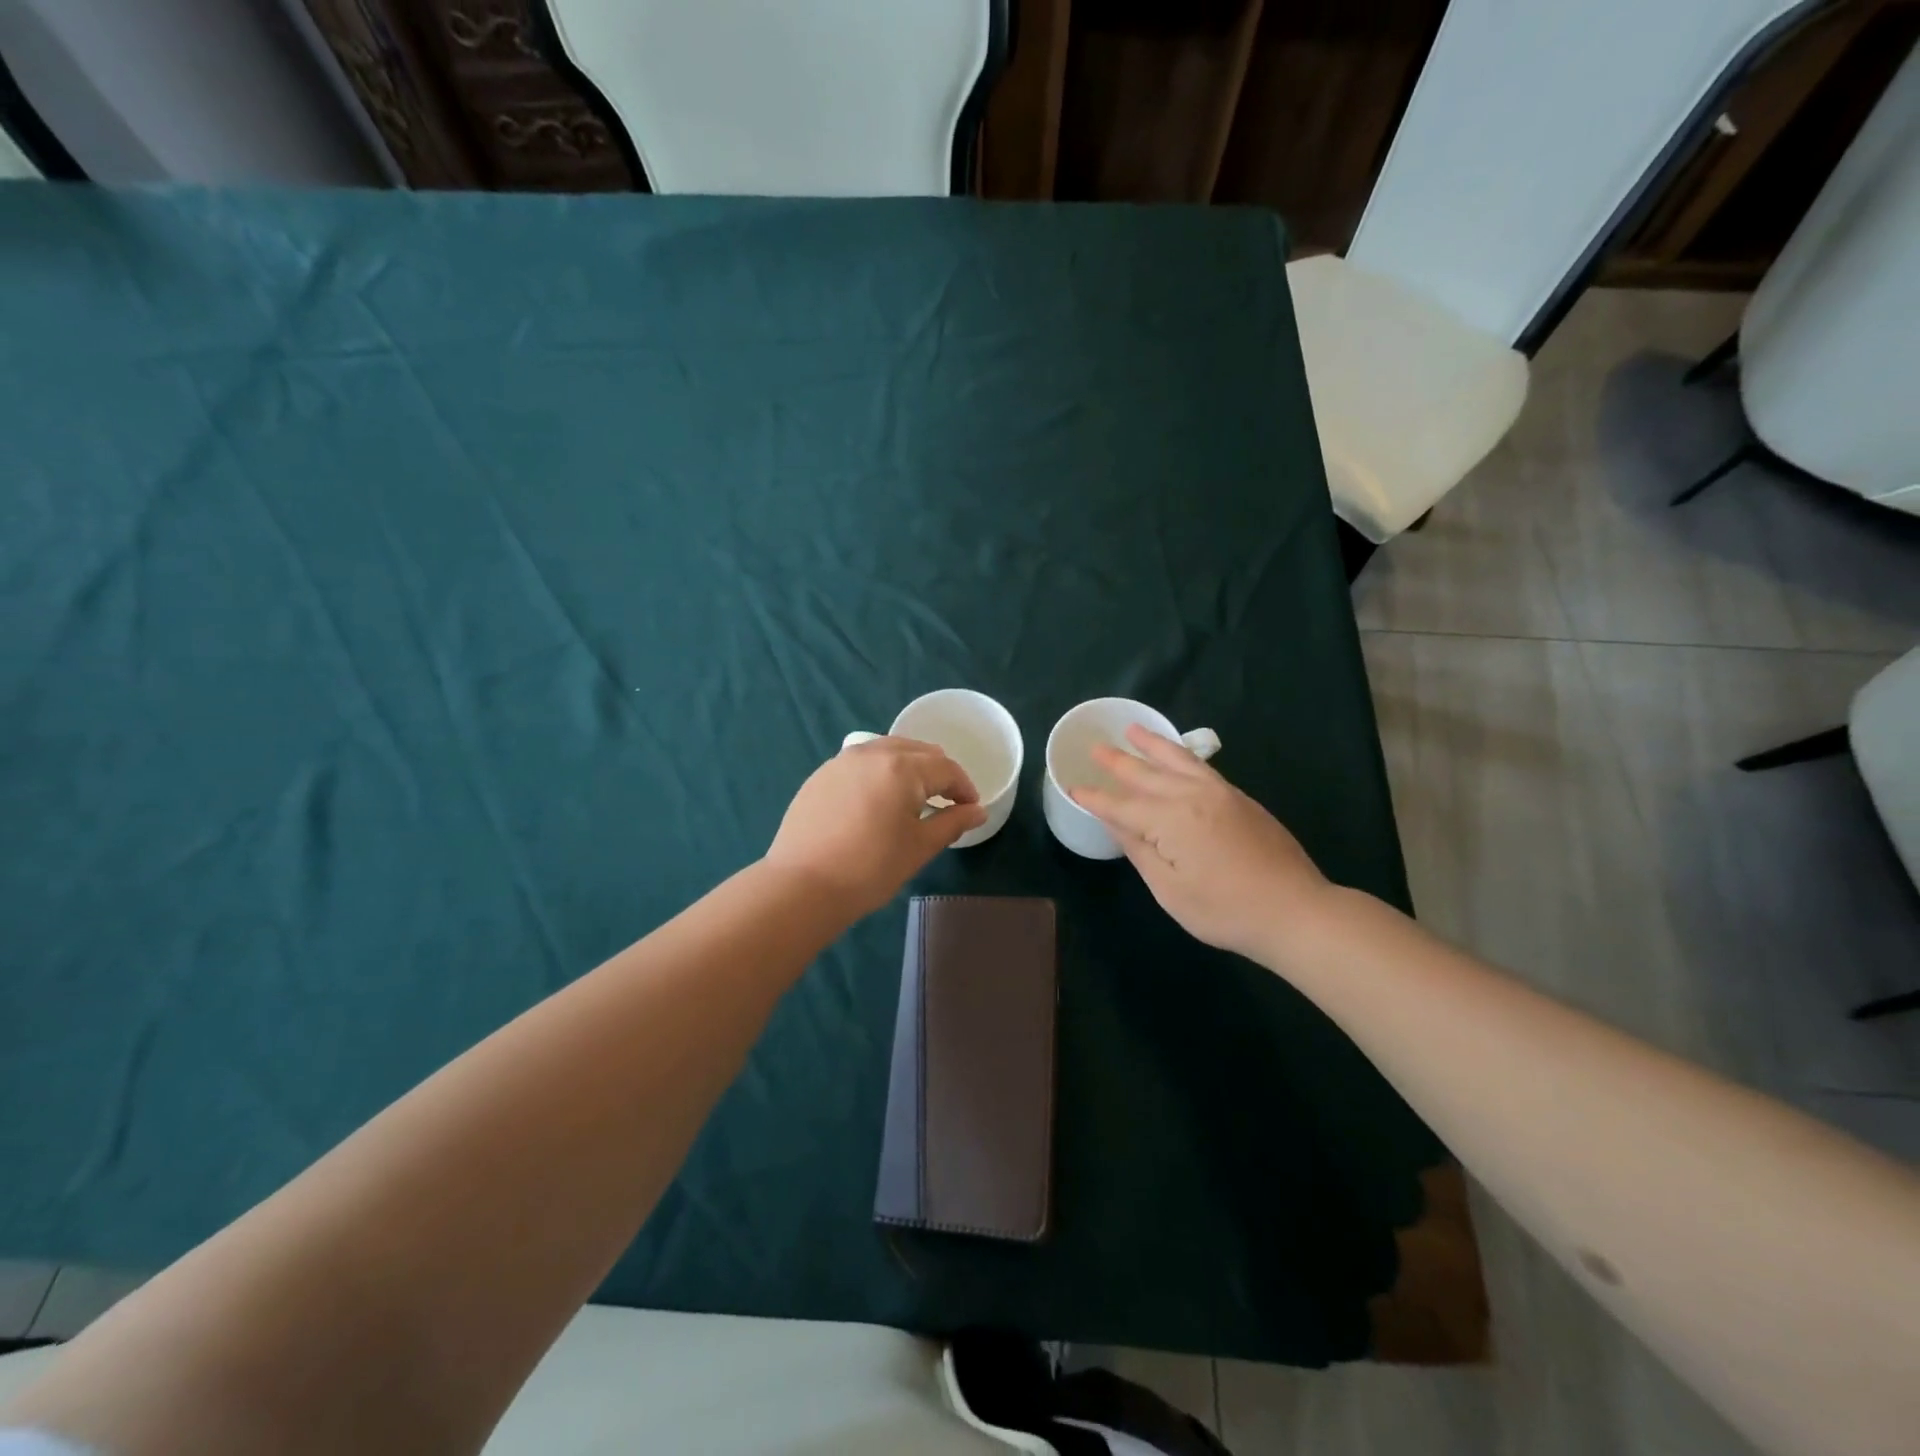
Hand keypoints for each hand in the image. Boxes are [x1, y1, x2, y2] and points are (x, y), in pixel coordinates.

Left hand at [766, 737, 987, 918]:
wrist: (802, 885)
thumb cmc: (870, 867)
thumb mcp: (920, 847)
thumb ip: (952, 823)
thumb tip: (977, 811)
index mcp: (903, 767)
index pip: (946, 768)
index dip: (964, 788)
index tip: (971, 809)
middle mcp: (873, 753)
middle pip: (917, 751)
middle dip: (938, 772)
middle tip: (947, 800)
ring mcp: (842, 761)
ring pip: (887, 751)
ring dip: (908, 767)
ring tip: (914, 796)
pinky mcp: (821, 775)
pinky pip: (861, 762)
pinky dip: (879, 772)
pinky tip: (877, 799)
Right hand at [1070, 725, 1329, 962]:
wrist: (1296, 910)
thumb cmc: (1225, 910)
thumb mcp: (1170, 889)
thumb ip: (1139, 850)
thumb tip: (1114, 820)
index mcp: (1171, 820)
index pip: (1122, 805)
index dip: (1096, 798)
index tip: (1073, 787)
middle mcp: (1193, 796)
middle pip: (1147, 774)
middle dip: (1118, 761)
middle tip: (1096, 747)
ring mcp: (1221, 794)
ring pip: (1178, 760)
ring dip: (1152, 745)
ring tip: (1133, 730)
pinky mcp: (1241, 799)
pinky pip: (1201, 767)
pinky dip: (1181, 756)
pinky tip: (1175, 756)